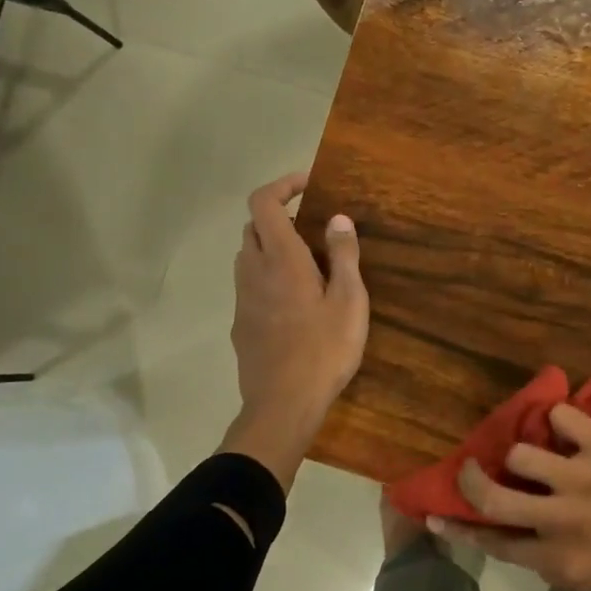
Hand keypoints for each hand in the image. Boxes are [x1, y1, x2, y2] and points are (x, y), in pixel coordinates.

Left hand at [220, 173, 368, 490]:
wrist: (282, 405)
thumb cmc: (324, 350)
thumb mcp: (349, 301)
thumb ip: (344, 255)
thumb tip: (338, 218)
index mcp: (281, 258)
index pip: (263, 202)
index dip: (282, 185)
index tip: (309, 185)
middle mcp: (253, 271)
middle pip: (254, 227)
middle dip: (280, 217)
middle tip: (314, 232)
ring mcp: (242, 299)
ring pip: (248, 256)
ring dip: (272, 248)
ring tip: (308, 266)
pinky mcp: (241, 324)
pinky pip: (250, 285)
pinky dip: (268, 277)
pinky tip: (295, 303)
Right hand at [433, 404, 590, 590]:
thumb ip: (565, 571)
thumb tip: (536, 550)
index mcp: (562, 560)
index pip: (497, 544)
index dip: (462, 529)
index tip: (437, 515)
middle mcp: (562, 518)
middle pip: (494, 496)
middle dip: (471, 480)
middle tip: (467, 467)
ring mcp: (581, 478)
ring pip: (522, 453)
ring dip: (524, 452)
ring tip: (538, 450)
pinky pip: (564, 418)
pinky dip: (560, 420)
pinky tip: (568, 427)